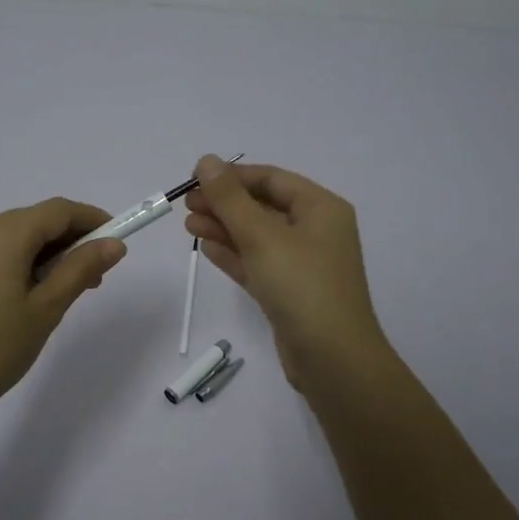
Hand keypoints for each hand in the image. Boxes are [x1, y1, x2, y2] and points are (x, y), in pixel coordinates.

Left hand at [0, 197, 125, 427]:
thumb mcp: (46, 309)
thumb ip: (80, 269)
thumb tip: (114, 244)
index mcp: (1, 234)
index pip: (58, 210)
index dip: (92, 220)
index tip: (117, 242)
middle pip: (35, 220)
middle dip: (70, 240)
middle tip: (96, 278)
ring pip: (16, 236)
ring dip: (47, 253)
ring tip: (67, 291)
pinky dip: (21, 261)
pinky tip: (33, 293)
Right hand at [183, 156, 387, 388]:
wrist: (332, 358)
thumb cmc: (301, 286)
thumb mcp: (262, 236)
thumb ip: (230, 199)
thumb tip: (206, 160)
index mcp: (321, 208)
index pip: (271, 179)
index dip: (232, 177)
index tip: (194, 179)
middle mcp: (316, 231)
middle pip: (263, 206)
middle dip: (224, 204)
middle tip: (186, 205)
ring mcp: (303, 263)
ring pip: (257, 237)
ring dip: (224, 228)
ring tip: (188, 226)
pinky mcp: (290, 292)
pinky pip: (258, 264)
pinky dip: (234, 255)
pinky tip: (207, 249)